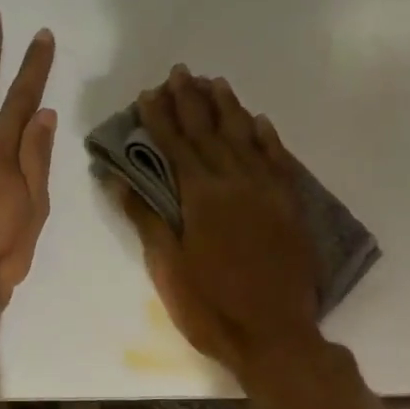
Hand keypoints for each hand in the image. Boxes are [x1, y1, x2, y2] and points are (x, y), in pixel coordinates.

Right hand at [115, 67, 322, 375]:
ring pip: (246, 137)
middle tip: (180, 73)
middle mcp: (236, 182)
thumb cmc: (211, 307)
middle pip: (210, 132)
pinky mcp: (290, 206)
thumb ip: (147, 219)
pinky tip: (258, 121)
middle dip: (191, 101)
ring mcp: (268, 192)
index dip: (159, 118)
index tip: (148, 93)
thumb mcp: (168, 267)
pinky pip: (278, 160)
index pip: (175, 146)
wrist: (274, 335)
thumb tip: (119, 180)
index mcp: (201, 196)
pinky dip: (266, 137)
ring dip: (228, 108)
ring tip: (215, 83)